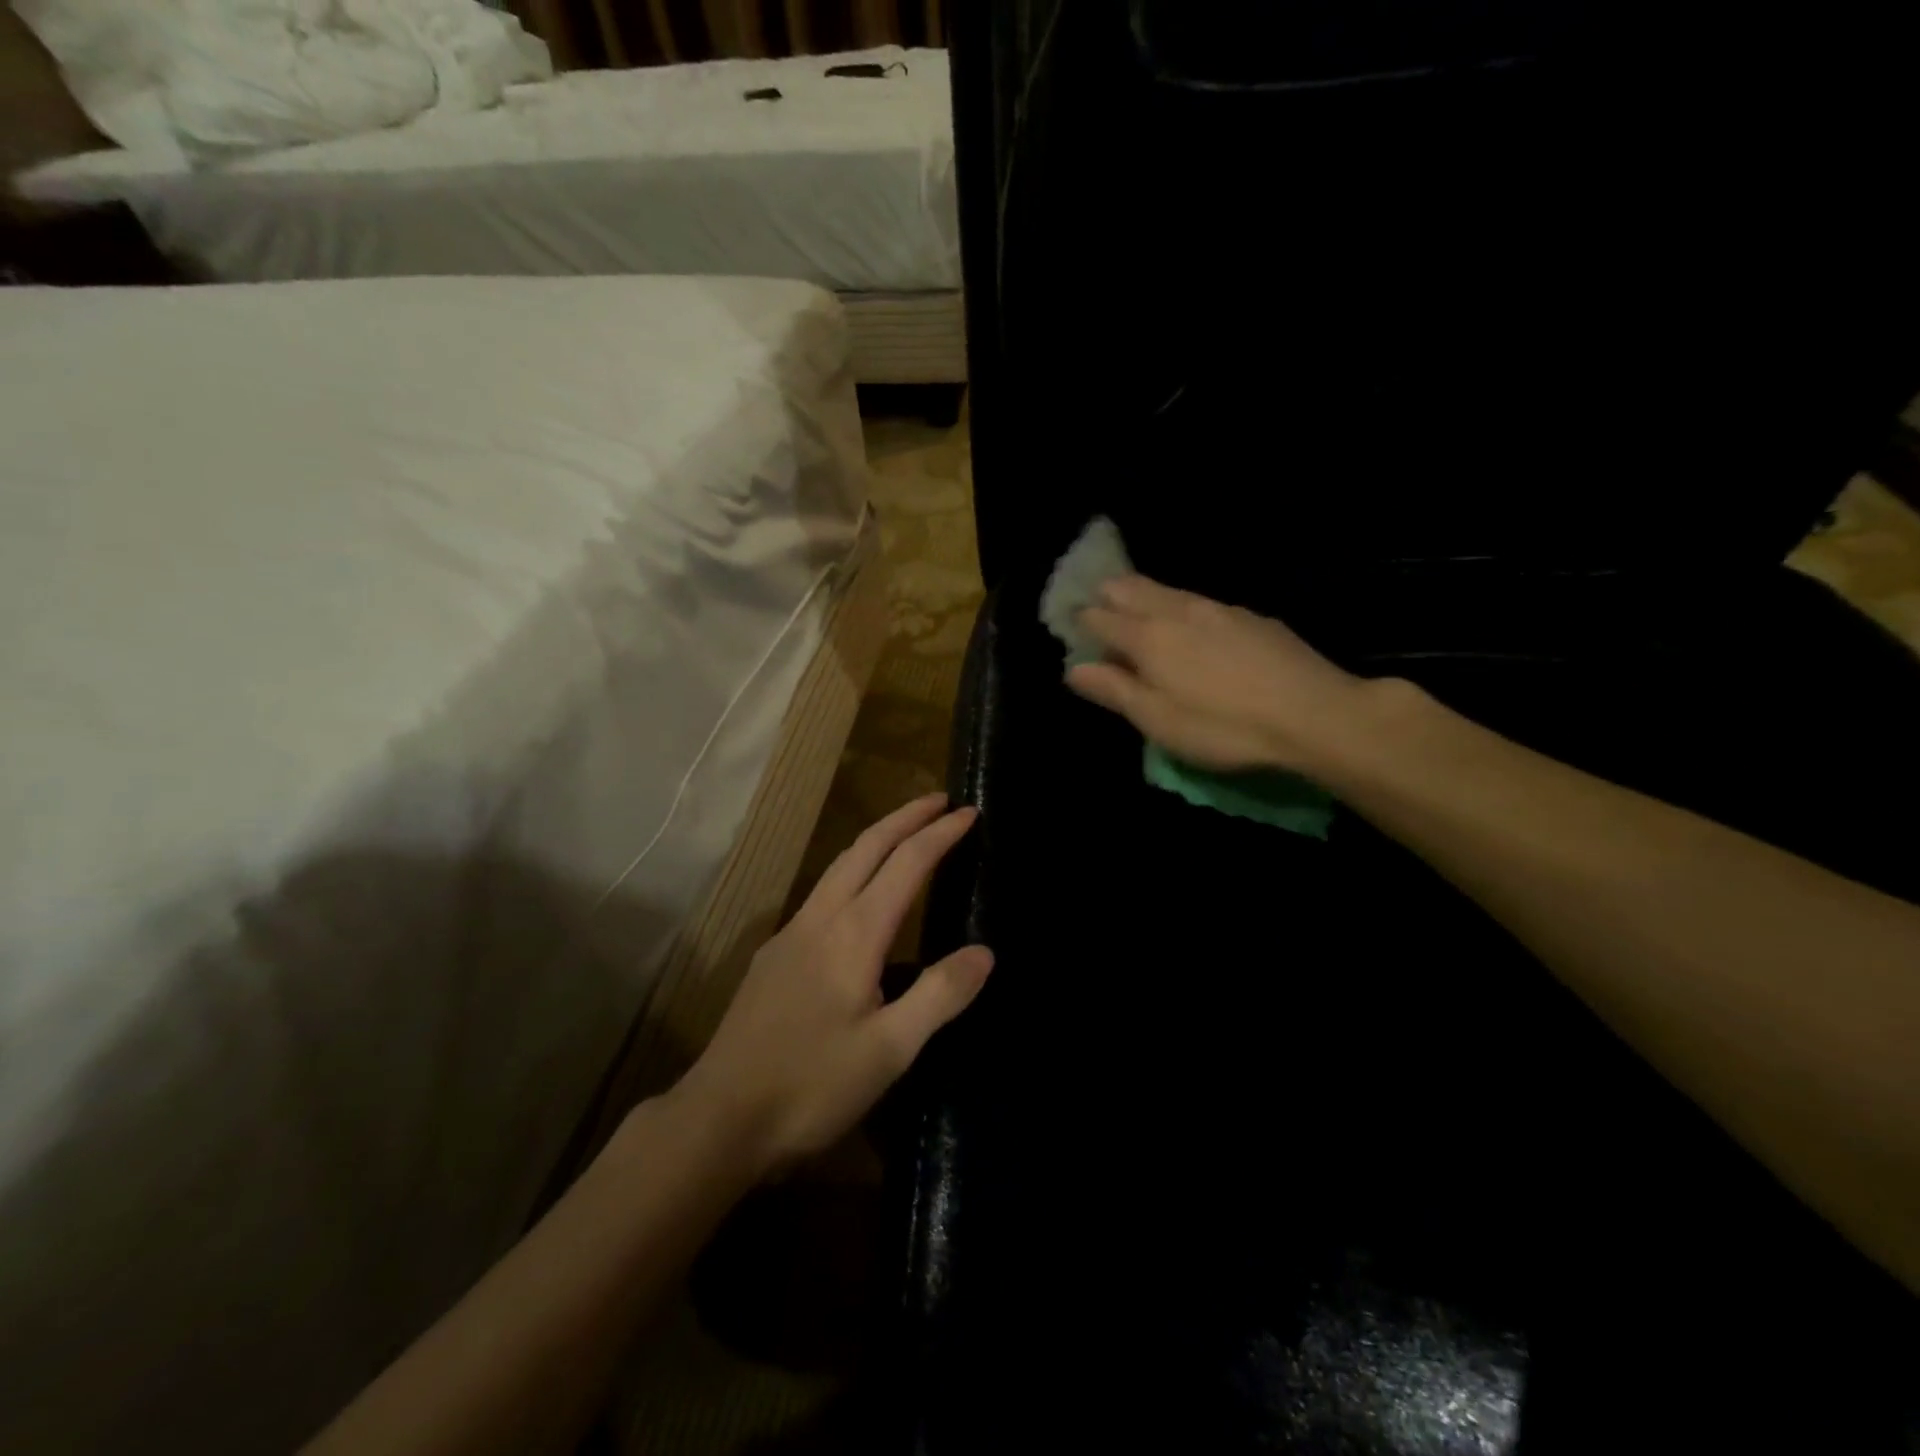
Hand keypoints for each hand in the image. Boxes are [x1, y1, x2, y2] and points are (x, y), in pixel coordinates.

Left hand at [671, 794, 991, 1178]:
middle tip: (939, 800)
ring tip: (905, 835)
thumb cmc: (811, 1085)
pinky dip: (853, 871)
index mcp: (855, 934)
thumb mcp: (890, 1050)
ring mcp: (791, 934)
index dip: (940, 834)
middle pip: (866, 847)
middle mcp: (821, 919)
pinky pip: (823, 893)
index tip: (969, 813)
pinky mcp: (774, 955)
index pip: (906, 864)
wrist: (720, 1116)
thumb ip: (939, 995)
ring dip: (876, 839)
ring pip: (839, 866)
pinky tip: (859, 899)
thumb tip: (985, 952)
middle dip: (905, 817)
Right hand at [1067, 574, 1369, 771]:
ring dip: (1143, 595)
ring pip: (1167, 589)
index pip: (1100, 618)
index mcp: (1148, 637)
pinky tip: (1190, 623)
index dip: (1080, 620)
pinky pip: (1200, 601)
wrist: (1314, 713)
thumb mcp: (1158, 720)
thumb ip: (1114, 691)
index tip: (1070, 626)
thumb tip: (1074, 669)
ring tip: (1136, 607)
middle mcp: (1177, 611)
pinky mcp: (1250, 617)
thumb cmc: (1223, 726)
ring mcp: (1217, 608)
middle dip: (1108, 594)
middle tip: (1097, 604)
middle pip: (1131, 588)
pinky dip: (1179, 605)